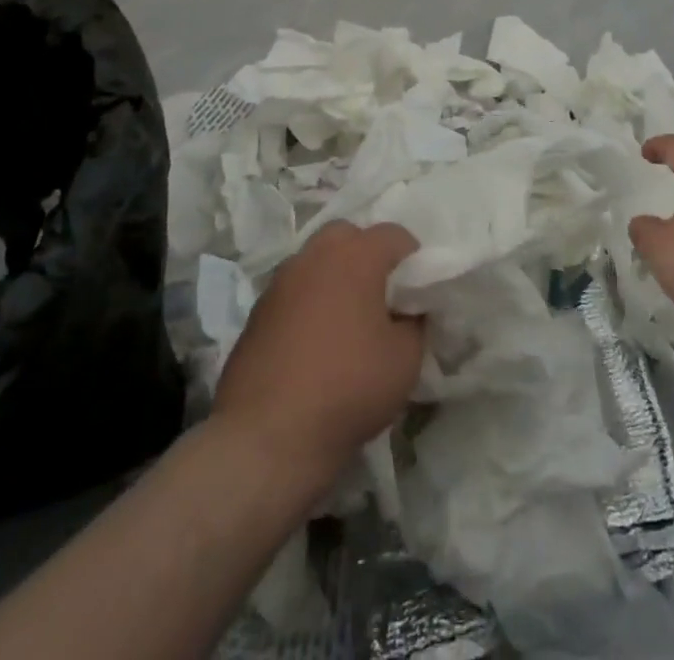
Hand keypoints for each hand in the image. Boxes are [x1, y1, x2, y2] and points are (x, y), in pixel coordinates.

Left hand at [213, 222, 424, 488]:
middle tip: (380, 296)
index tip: (417, 293)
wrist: (266, 438)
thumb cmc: (348, 387)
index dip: (413, 260)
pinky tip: (313, 344)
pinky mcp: (256, 313)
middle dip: (367, 256)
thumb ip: (415, 322)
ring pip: (316, 261)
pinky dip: (307, 304)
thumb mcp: (406, 359)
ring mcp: (279, 282)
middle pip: (348, 236)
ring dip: (334, 277)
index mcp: (356, 255)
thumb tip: (407, 313)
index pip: (395, 235)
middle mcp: (315, 256)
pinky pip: (293, 292)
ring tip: (346, 321)